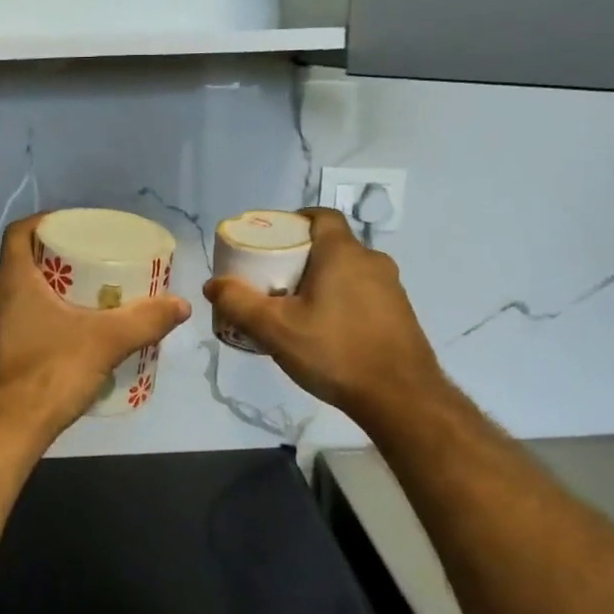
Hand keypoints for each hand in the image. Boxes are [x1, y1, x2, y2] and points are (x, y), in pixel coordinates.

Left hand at [0, 215, 190, 449]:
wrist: (3, 434)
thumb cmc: (49, 374)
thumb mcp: (106, 342)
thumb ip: (145, 321)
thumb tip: (181, 305)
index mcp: (12, 282)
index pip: (20, 233)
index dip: (45, 222)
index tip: (75, 226)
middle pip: (24, 264)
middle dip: (58, 260)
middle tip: (94, 265)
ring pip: (20, 298)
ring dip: (49, 293)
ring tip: (87, 301)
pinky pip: (17, 326)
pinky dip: (41, 322)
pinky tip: (68, 340)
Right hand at [204, 209, 446, 428]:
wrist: (400, 397)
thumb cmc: (334, 351)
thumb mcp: (275, 328)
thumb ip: (239, 303)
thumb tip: (213, 284)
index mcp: (343, 253)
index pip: (321, 216)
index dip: (295, 221)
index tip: (273, 240)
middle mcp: (372, 261)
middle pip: (330, 246)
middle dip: (301, 258)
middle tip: (273, 281)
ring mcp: (392, 288)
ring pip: (348, 272)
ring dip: (322, 282)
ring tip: (296, 310)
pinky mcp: (400, 314)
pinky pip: (363, 295)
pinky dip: (341, 302)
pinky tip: (326, 333)